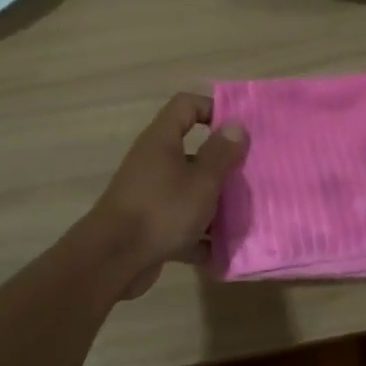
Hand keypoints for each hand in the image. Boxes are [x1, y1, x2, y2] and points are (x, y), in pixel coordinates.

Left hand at [90, 94, 247, 298]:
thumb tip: (236, 124)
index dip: (213, 108)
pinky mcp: (150, 226)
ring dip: (215, 204)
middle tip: (251, 177)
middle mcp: (153, 163)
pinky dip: (200, 237)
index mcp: (162, 141)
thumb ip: (221, 153)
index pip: (186, 105)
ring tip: (244, 217)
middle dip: (222, 166)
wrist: (114, 260)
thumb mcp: (202, 180)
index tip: (240, 130)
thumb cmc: (162, 210)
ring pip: (190, 191)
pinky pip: (182, 224)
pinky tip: (222, 252)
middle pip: (193, 152)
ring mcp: (150, 196)